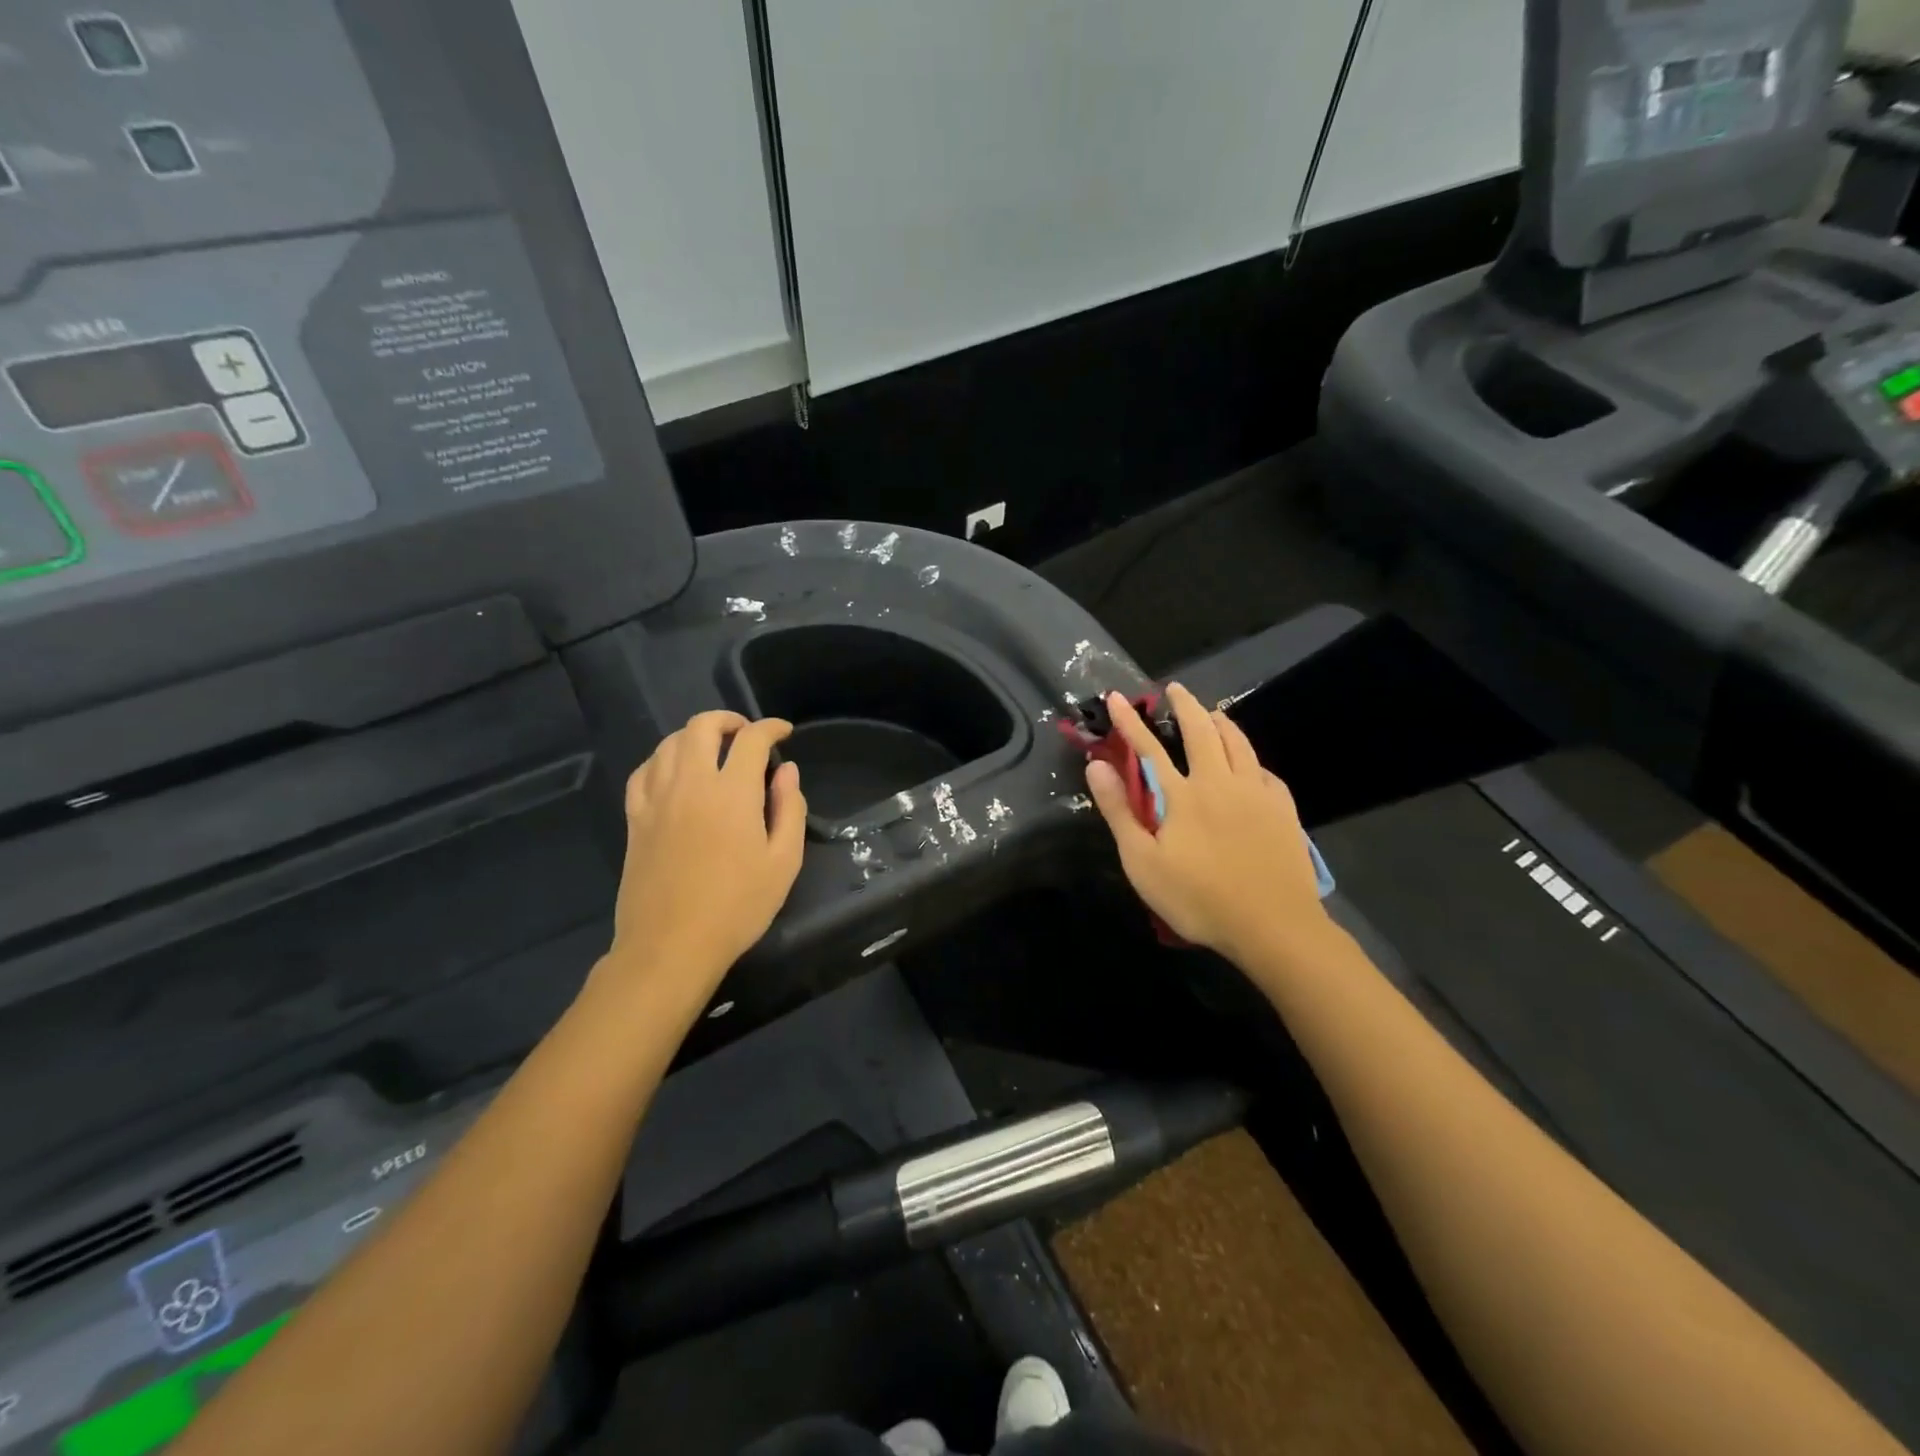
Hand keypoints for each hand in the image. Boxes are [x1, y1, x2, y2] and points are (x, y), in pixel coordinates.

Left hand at [598, 711, 806, 1006]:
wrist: (671, 945)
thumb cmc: (737, 907)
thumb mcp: (783, 862)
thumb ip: (789, 808)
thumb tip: (787, 771)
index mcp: (732, 792)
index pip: (751, 739)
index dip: (771, 727)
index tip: (784, 733)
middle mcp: (690, 784)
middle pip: (701, 727)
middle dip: (728, 721)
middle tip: (747, 735)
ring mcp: (657, 799)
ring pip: (668, 743)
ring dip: (694, 736)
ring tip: (713, 750)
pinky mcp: (635, 819)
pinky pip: (643, 772)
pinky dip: (662, 760)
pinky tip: (673, 772)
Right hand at [1084, 685, 1329, 963]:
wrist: (1273, 926)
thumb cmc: (1198, 899)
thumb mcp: (1143, 862)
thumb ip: (1119, 811)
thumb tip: (1097, 766)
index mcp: (1183, 795)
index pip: (1149, 748)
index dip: (1130, 721)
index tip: (1116, 697)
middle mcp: (1220, 783)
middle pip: (1202, 731)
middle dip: (1185, 705)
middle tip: (1175, 688)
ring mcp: (1257, 794)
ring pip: (1239, 744)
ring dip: (1222, 722)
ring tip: (1212, 712)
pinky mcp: (1283, 810)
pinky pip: (1265, 771)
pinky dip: (1251, 758)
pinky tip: (1251, 763)